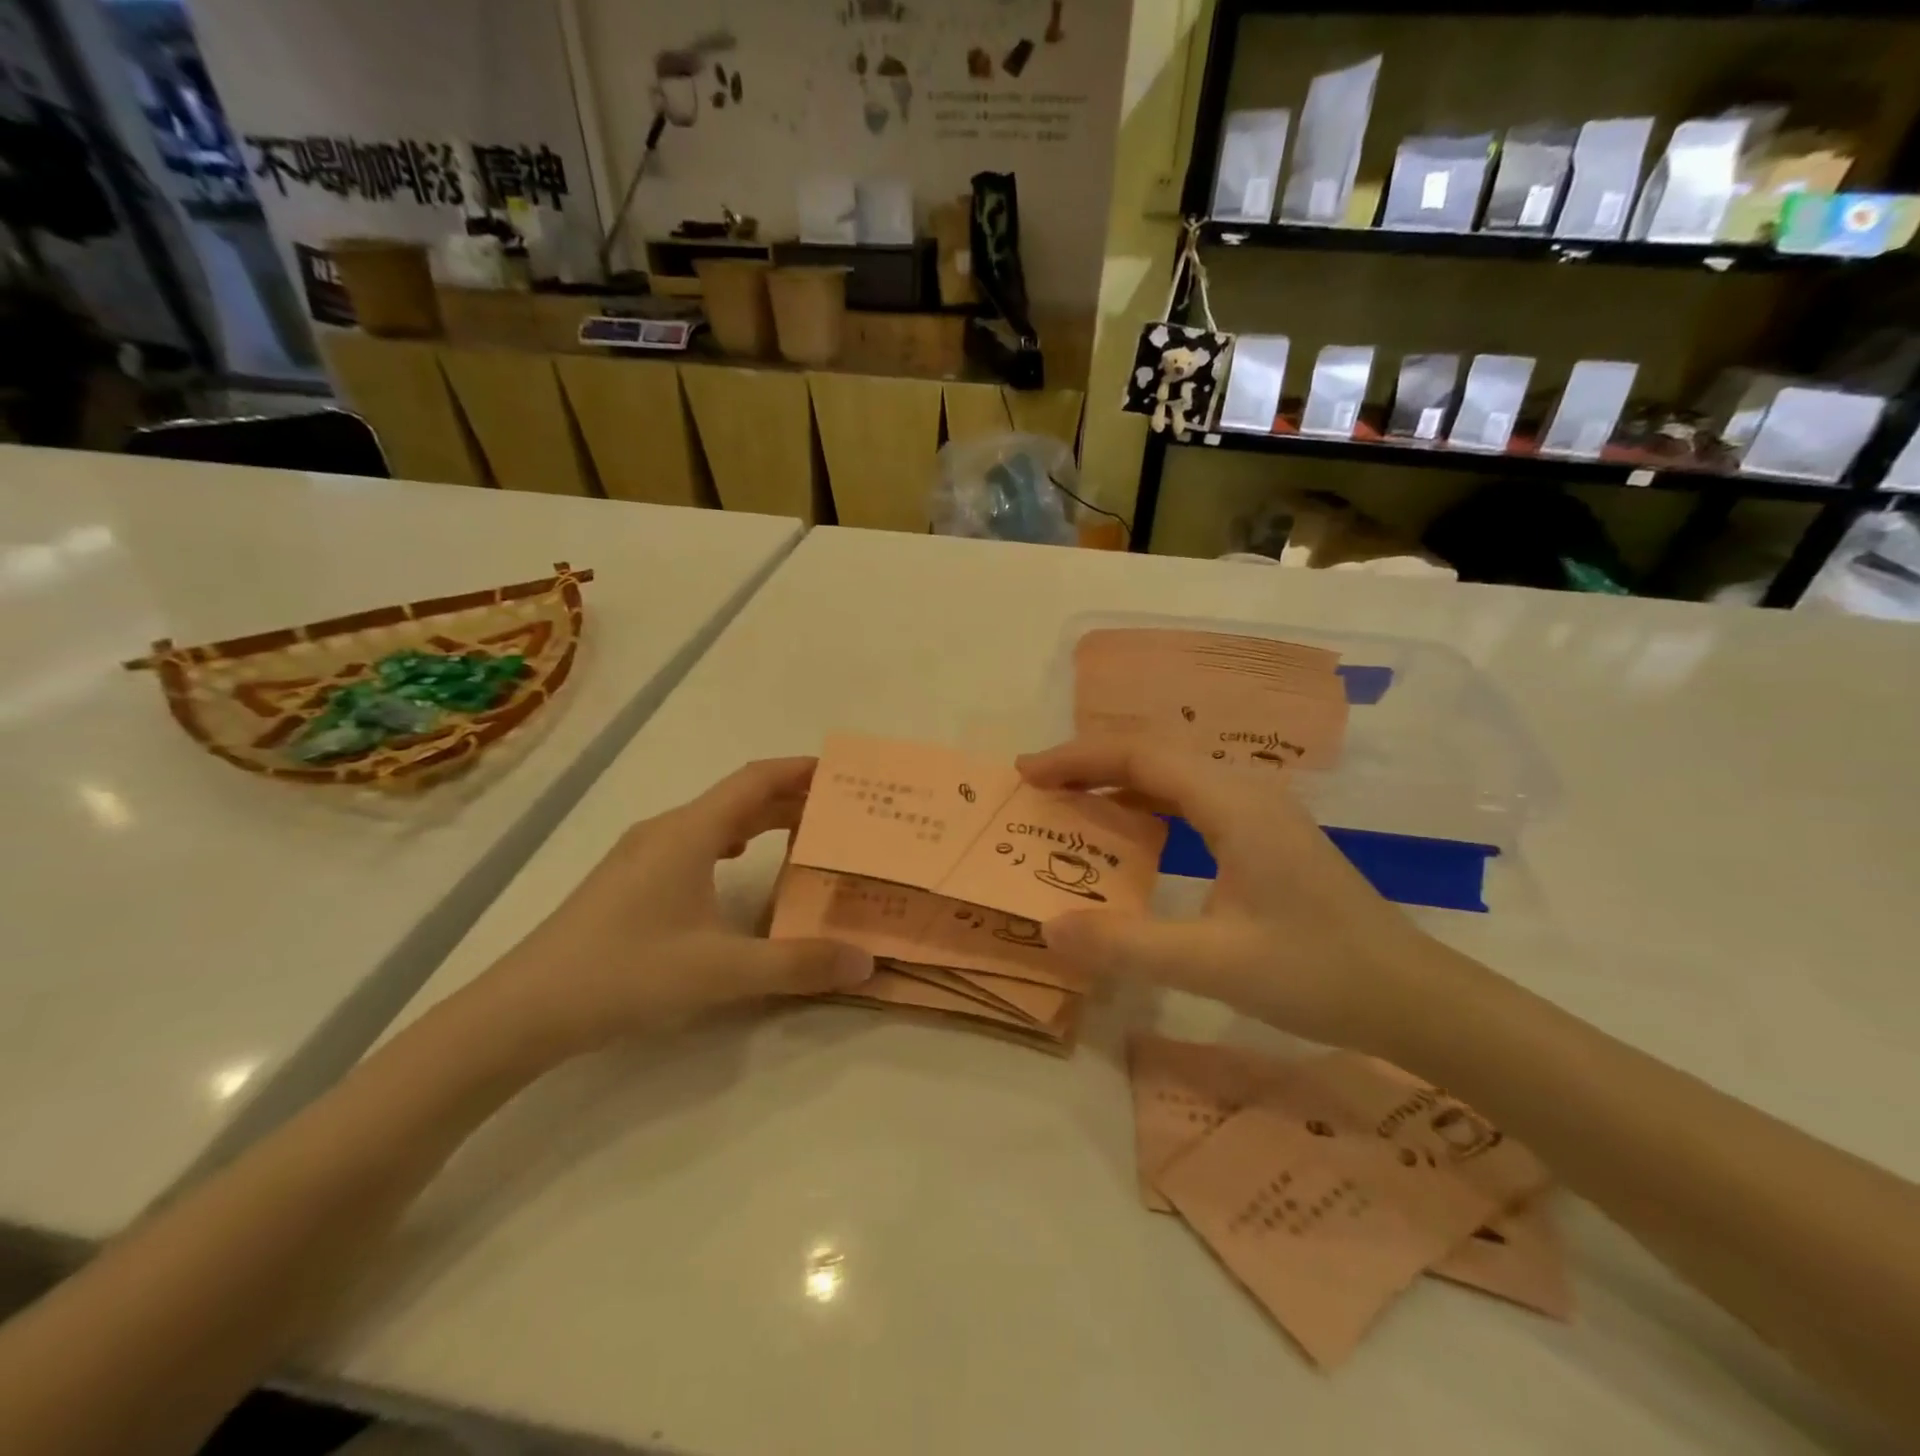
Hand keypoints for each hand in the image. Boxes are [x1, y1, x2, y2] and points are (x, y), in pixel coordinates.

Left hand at [466, 758, 872, 1064]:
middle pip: (738, 797)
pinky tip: (738, 865)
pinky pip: (693, 843)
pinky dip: (730, 842)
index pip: (755, 780)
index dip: (799, 770)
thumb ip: (797, 964)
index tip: (842, 772)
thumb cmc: (625, 974)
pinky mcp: (628, 880)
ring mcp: (641, 854)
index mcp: (689, 832)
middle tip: (839, 812)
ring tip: (802, 835)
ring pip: (714, 821)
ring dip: (760, 820)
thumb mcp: (721, 972)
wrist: (522, 1010)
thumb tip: (866, 960)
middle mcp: (666, 830)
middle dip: (790, 798)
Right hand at [1016, 739, 1435, 1052]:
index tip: (1026, 774)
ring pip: (1174, 775)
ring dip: (1118, 783)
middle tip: (1037, 787)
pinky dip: (1147, 807)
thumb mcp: (1214, 964)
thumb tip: (1048, 926)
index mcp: (1233, 804)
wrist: (1413, 997)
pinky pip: (1192, 801)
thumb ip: (1126, 946)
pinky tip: (1132, 837)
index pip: (1140, 756)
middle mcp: (1245, 791)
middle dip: (1090, 763)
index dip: (1077, 758)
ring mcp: (1260, 811)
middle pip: (1154, 755)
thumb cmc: (1318, 973)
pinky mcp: (1266, 834)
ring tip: (1071, 804)